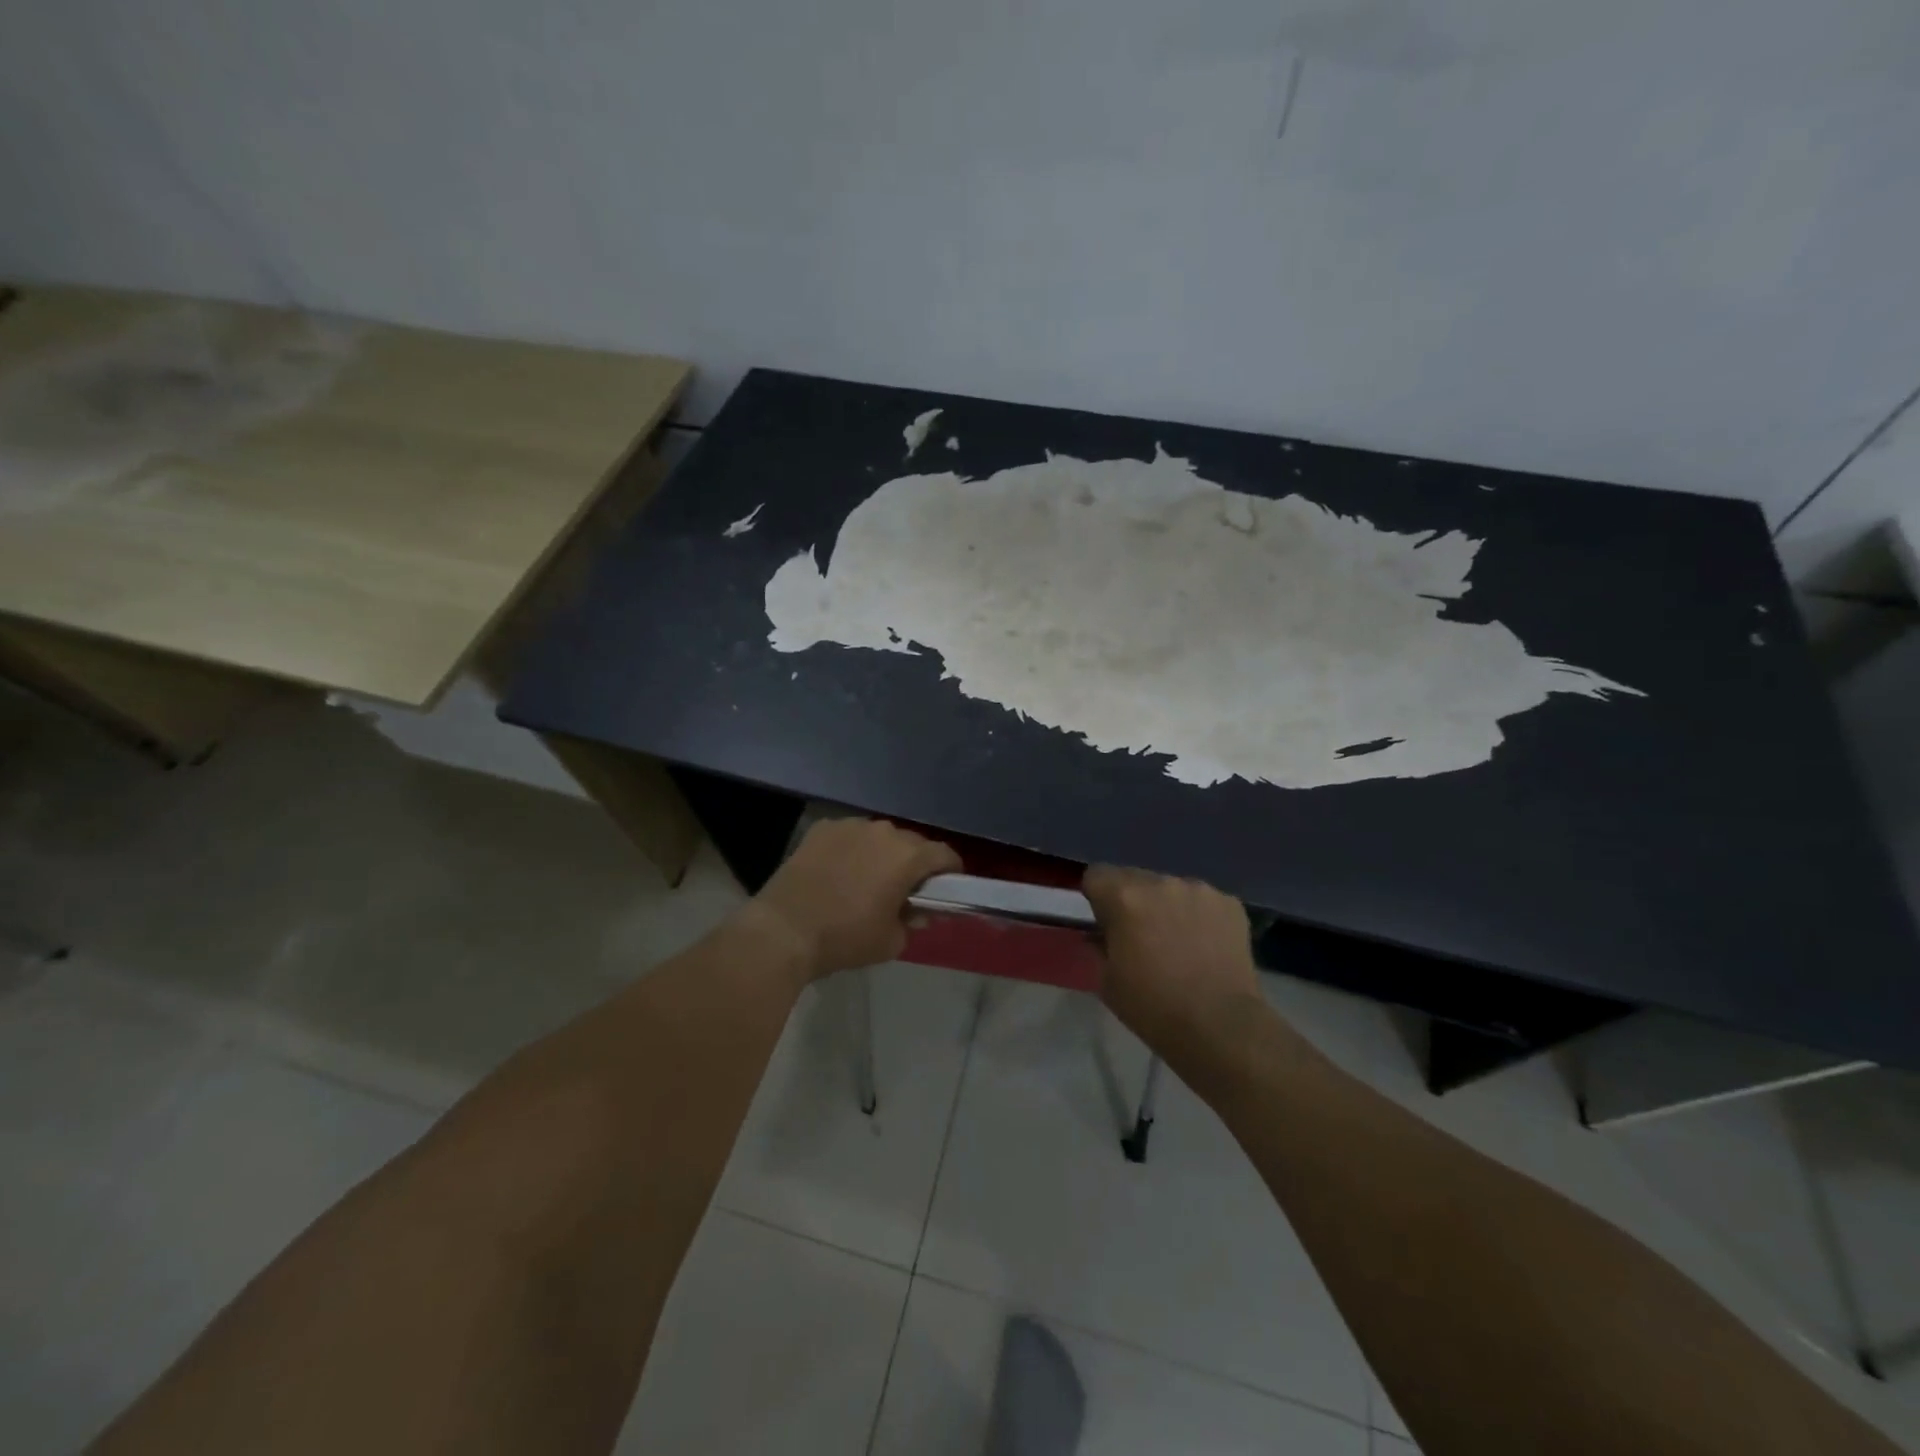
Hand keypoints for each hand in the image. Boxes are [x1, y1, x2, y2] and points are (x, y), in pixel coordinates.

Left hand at [750, 818, 960, 977]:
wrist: (784, 930)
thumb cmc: (845, 938)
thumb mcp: (891, 941)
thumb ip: (913, 922)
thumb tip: (917, 911)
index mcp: (907, 857)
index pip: (944, 854)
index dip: (950, 872)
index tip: (944, 889)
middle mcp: (883, 831)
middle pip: (912, 842)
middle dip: (914, 863)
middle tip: (904, 889)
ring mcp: (850, 826)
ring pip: (879, 836)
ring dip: (881, 853)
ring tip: (866, 879)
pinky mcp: (822, 829)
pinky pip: (849, 836)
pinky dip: (851, 849)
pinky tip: (837, 871)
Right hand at [1082, 866, 1260, 1055]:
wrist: (1220, 1027)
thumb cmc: (1153, 1007)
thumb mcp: (1107, 980)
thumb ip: (1099, 945)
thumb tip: (1099, 934)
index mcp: (1125, 897)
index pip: (1096, 874)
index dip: (1097, 897)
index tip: (1105, 922)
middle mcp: (1161, 882)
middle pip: (1134, 878)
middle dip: (1133, 900)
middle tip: (1141, 935)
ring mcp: (1199, 890)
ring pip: (1170, 888)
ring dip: (1167, 906)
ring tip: (1178, 942)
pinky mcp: (1229, 903)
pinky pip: (1202, 901)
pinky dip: (1198, 916)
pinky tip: (1205, 946)